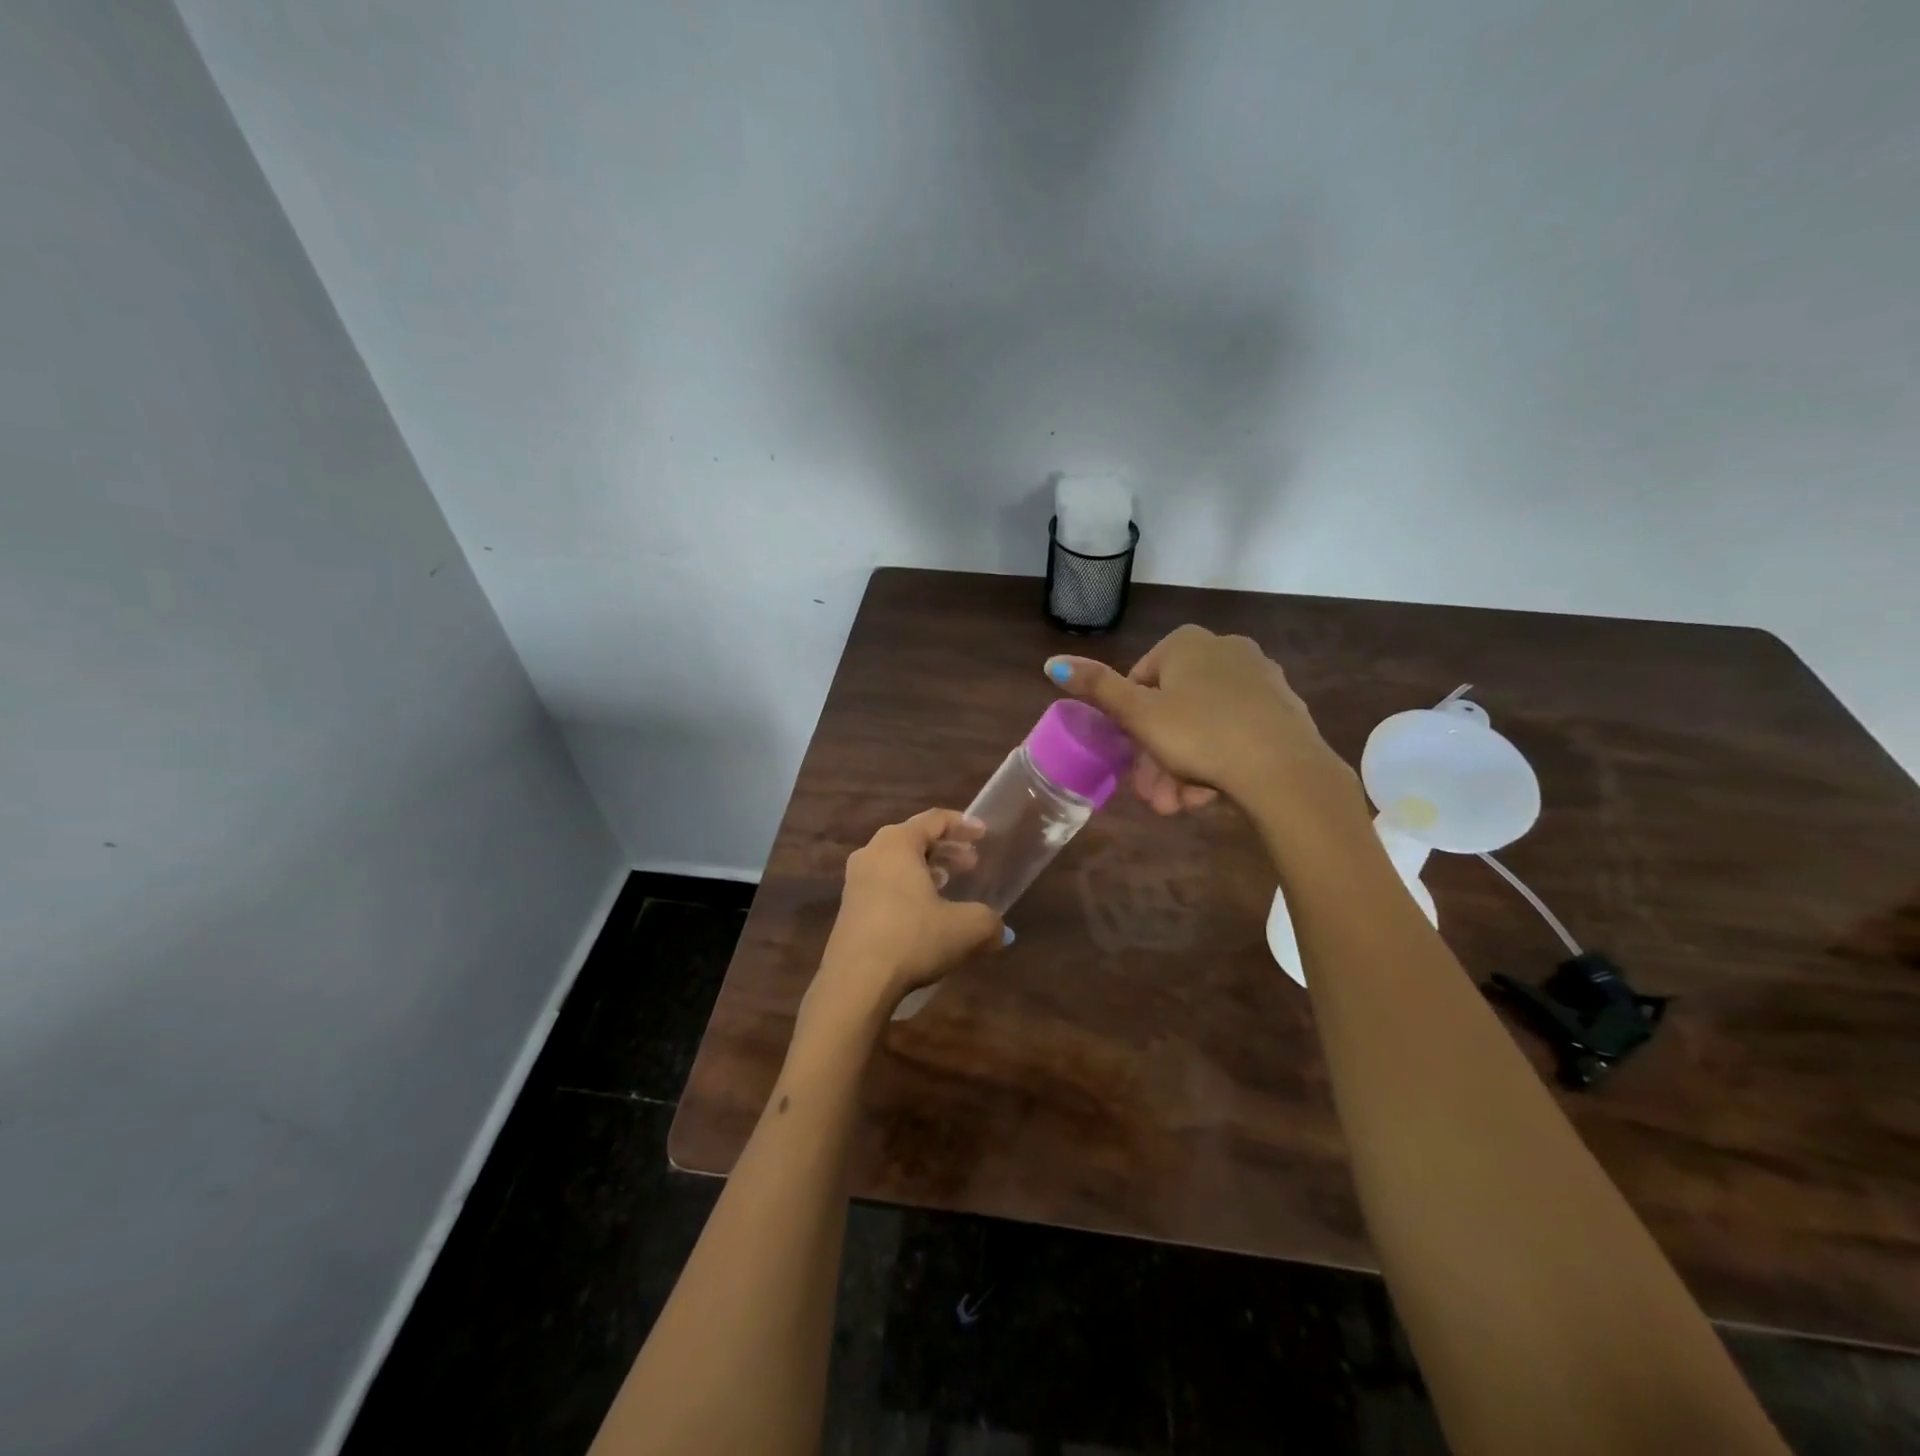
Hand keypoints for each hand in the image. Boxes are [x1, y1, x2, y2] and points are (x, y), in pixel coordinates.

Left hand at [809, 809, 1005, 1023]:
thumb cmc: (912, 938)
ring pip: (896, 862)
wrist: (856, 981)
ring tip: (948, 884)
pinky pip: (884, 884)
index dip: (962, 824)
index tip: (984, 833)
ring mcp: (854, 881)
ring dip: (925, 868)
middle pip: (913, 838)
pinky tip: (924, 912)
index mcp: (897, 843)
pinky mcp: (848, 908)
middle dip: (945, 848)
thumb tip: (1000, 932)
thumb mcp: (965, 929)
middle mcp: (872, 853)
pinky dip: (907, 887)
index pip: (933, 819)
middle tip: (971, 863)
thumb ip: (988, 922)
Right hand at [1044, 625, 1353, 813]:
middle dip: (1158, 759)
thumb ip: (1096, 688)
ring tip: (1181, 806)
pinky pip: (1235, 734)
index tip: (1132, 760)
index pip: (1141, 681)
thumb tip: (1052, 662)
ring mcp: (1259, 678)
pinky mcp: (1283, 709)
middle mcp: (1225, 649)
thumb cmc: (1199, 734)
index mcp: (1187, 643)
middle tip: (1155, 797)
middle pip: (1173, 709)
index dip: (1130, 725)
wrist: (1283, 770)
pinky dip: (1218, 762)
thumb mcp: (1138, 715)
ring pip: (1203, 727)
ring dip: (1183, 769)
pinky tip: (1212, 795)